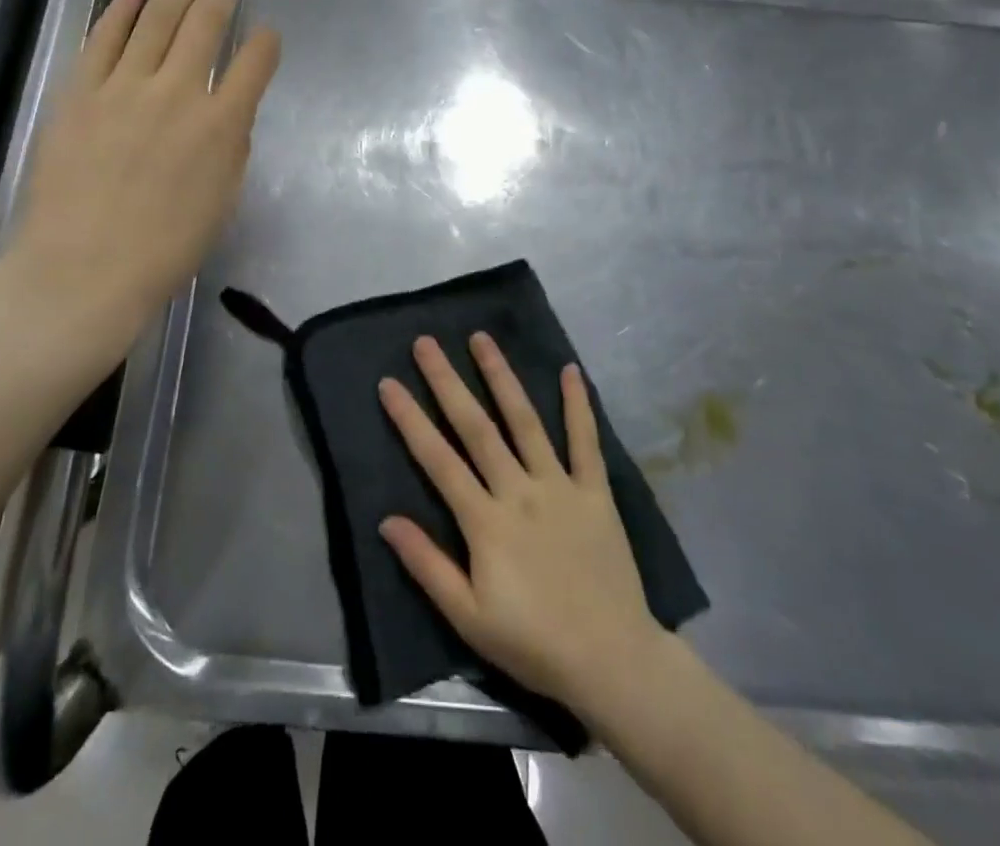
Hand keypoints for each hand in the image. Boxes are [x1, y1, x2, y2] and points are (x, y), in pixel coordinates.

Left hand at [0, 0, 279, 361]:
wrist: (84, 271)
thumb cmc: (164, 249)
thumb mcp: (222, 201)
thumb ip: (231, 147)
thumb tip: (227, 111)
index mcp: (221, 124)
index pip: (254, 64)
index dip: (266, 43)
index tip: (267, 34)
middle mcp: (178, 92)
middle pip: (205, 25)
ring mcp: (125, 87)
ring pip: (155, 19)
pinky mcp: (81, 92)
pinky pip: (103, 40)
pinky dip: (120, 11)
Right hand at [378, 334, 660, 713]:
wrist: (613, 661)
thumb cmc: (533, 642)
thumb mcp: (468, 616)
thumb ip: (427, 565)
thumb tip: (386, 519)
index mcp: (485, 521)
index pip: (437, 459)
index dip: (410, 419)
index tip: (389, 383)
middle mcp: (518, 490)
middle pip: (475, 426)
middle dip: (447, 381)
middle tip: (426, 343)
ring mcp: (560, 486)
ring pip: (525, 421)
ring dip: (501, 376)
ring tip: (481, 338)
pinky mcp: (596, 492)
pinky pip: (586, 442)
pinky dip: (579, 405)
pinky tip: (572, 370)